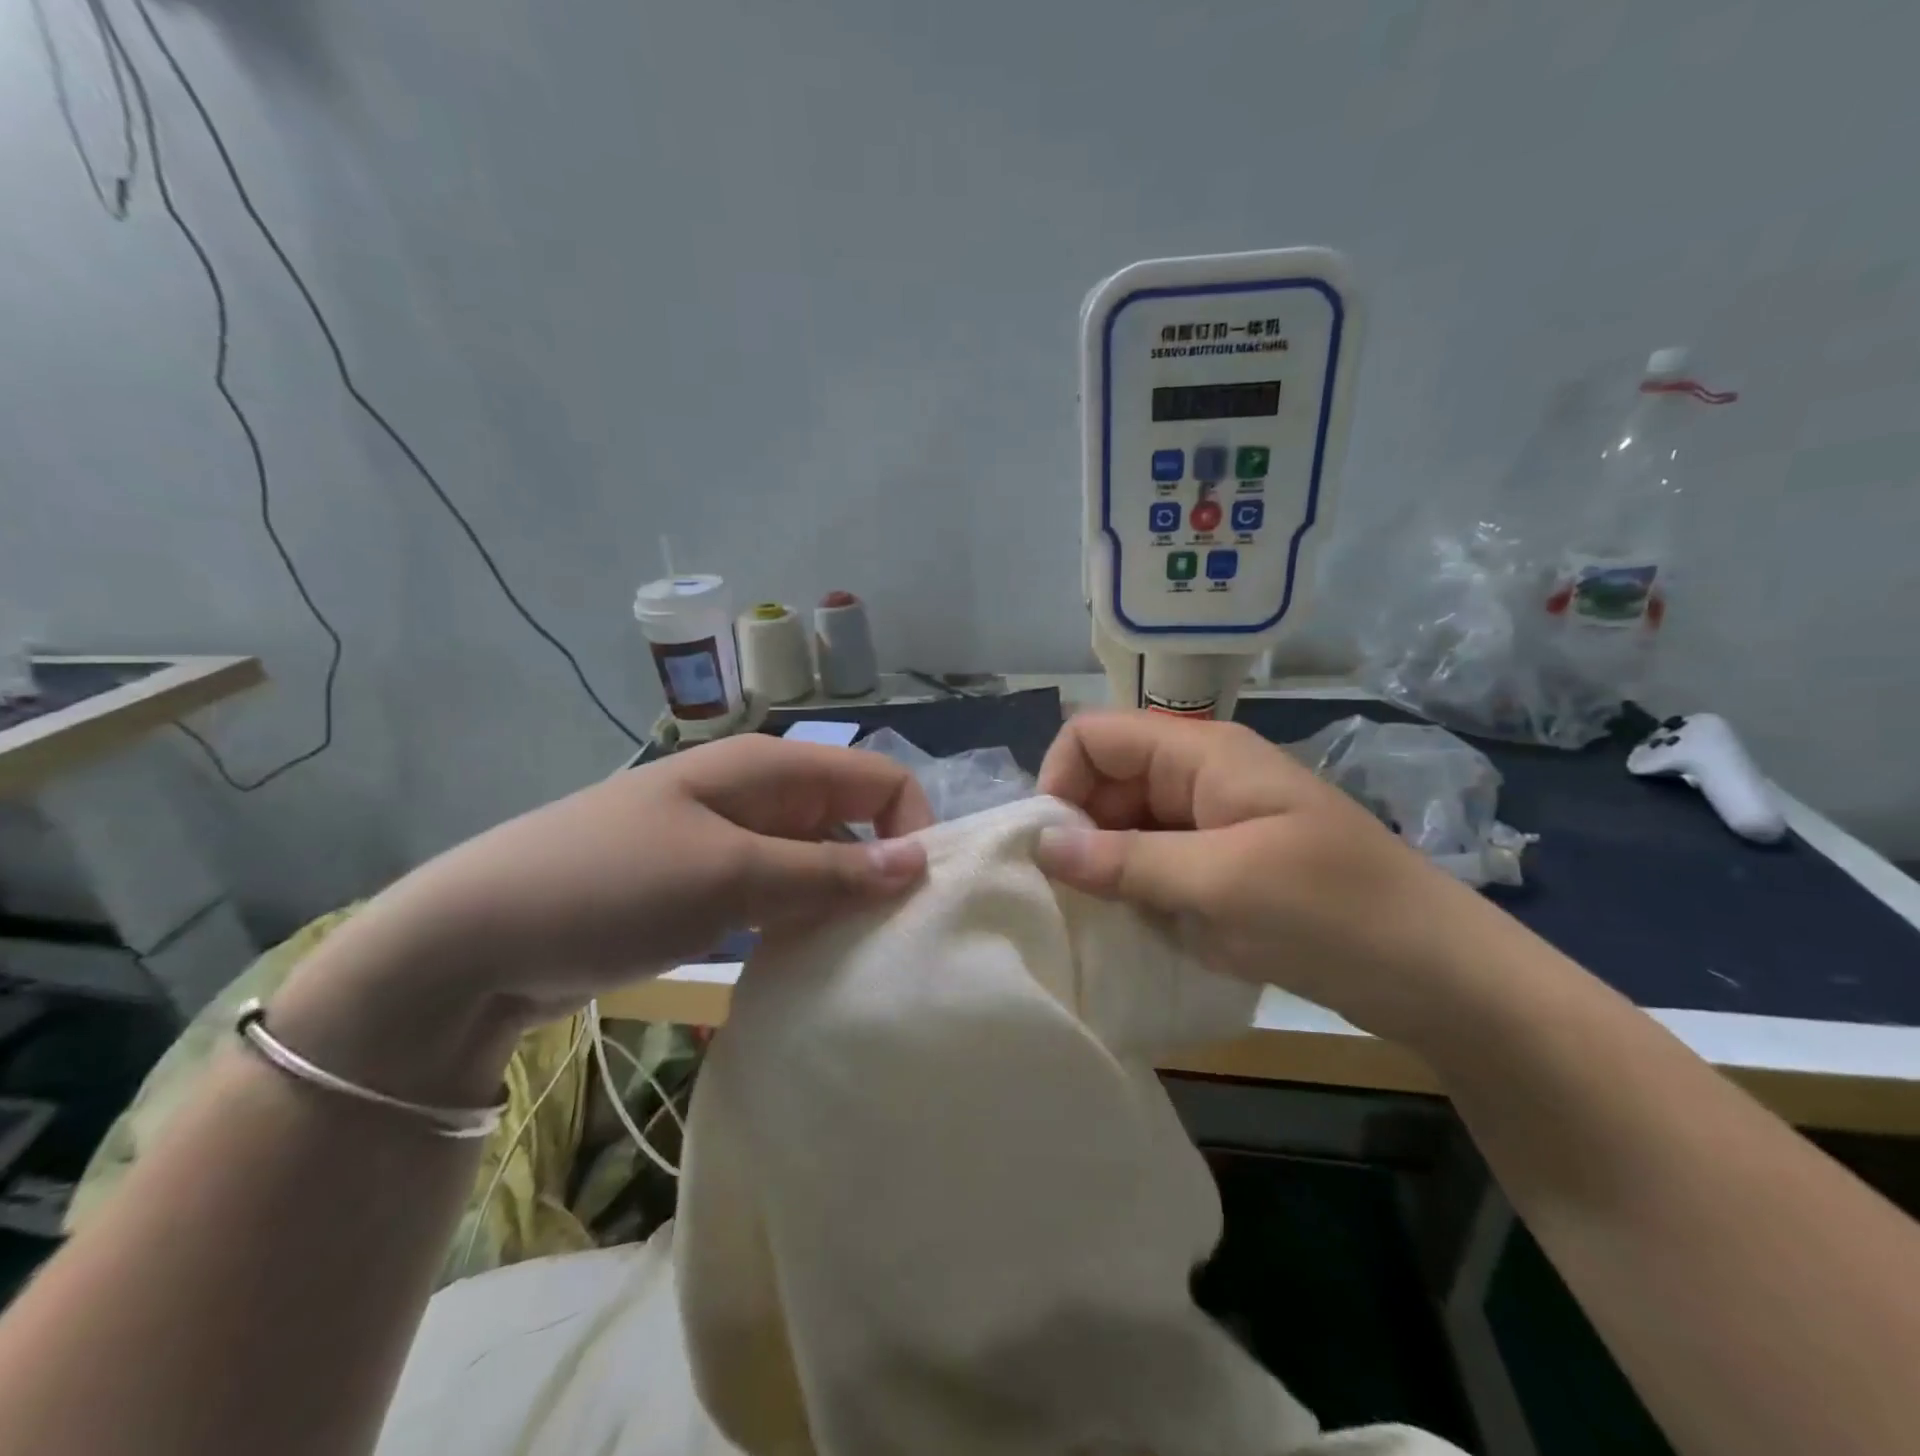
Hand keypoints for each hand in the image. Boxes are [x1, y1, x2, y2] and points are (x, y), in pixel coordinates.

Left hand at [398, 734, 933, 1013]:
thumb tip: (920, 862)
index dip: (911, 829)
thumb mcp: (729, 877)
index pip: (880, 780)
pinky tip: (806, 965)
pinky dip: (803, 923)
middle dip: (882, 874)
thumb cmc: (609, 885)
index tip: (918, 899)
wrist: (475, 938)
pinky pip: (782, 895)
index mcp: (771, 769)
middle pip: (854, 822)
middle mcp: (761, 796)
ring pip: (820, 863)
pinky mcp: (711, 884)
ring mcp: (734, 841)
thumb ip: (830, 871)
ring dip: (843, 905)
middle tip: (893, 943)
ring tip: (856, 961)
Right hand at [1034, 711, 1502, 1044]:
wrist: (1439, 975)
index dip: (1060, 778)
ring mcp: (1211, 823)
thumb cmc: (1334, 911)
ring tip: (1096, 917)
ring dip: (1104, 865)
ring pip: (1125, 825)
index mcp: (1201, 754)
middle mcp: (1198, 777)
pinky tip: (1132, 926)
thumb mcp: (1222, 883)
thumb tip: (1041, 843)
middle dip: (1077, 829)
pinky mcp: (1221, 865)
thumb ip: (1126, 860)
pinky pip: (1154, 862)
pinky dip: (1133, 889)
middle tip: (1069, 895)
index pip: (1095, 735)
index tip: (1051, 846)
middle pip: (1105, 780)